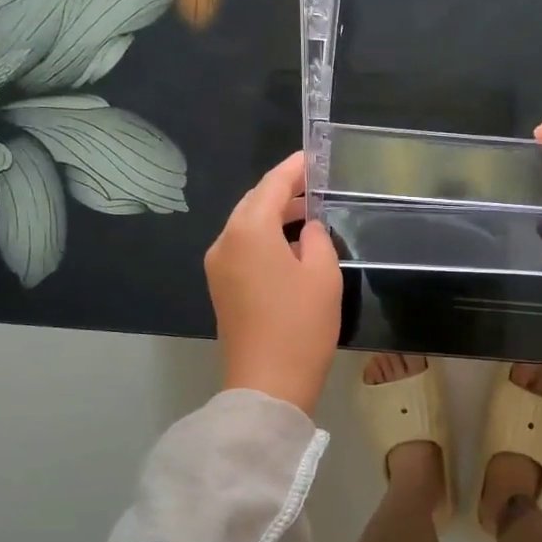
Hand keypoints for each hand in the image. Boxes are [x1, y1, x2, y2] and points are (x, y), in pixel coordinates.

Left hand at [205, 151, 342, 414]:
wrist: (268, 384)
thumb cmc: (301, 325)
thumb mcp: (322, 274)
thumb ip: (316, 238)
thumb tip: (307, 228)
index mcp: (248, 231)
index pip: (272, 185)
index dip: (294, 168)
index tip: (315, 157)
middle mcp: (225, 241)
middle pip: (253, 202)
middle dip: (283, 191)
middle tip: (315, 184)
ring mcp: (218, 266)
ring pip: (246, 225)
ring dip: (273, 215)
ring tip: (308, 212)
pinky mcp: (221, 288)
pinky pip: (242, 247)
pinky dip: (264, 237)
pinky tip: (289, 244)